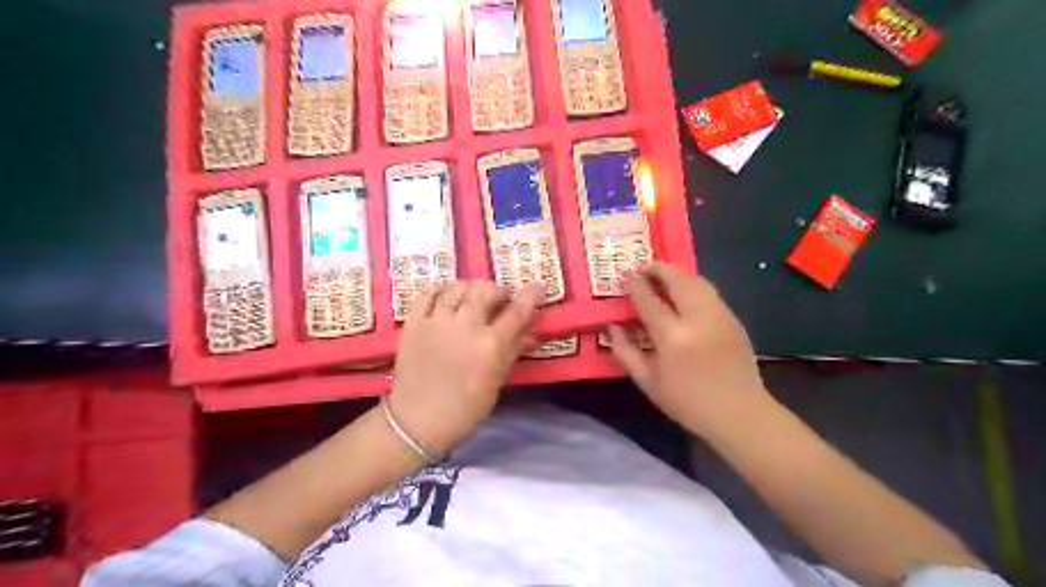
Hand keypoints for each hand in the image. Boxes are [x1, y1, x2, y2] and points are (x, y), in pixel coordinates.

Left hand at [385, 281, 547, 457]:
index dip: (530, 296)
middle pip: (485, 291)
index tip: (538, 287)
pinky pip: (427, 293)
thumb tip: (531, 333)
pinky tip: (447, 294)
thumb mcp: (496, 382)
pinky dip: (440, 289)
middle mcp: (465, 326)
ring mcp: (437, 321)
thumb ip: (513, 351)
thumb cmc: (465, 408)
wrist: (417, 421)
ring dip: (471, 287)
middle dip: (498, 290)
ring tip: (474, 295)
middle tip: (500, 298)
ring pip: (457, 287)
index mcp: (490, 345)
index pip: (517, 311)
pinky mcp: (414, 322)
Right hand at [610, 263, 771, 437]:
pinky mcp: (734, 320)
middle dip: (659, 269)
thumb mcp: (647, 382)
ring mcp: (720, 316)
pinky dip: (693, 285)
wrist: (738, 413)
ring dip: (677, 274)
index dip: (635, 284)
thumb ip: (625, 351)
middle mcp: (698, 319)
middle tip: (644, 267)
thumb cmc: (687, 402)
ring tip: (663, 275)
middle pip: (677, 280)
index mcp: (672, 336)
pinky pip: (710, 293)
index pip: (649, 299)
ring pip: (697, 281)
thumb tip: (611, 327)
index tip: (625, 274)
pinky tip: (684, 294)